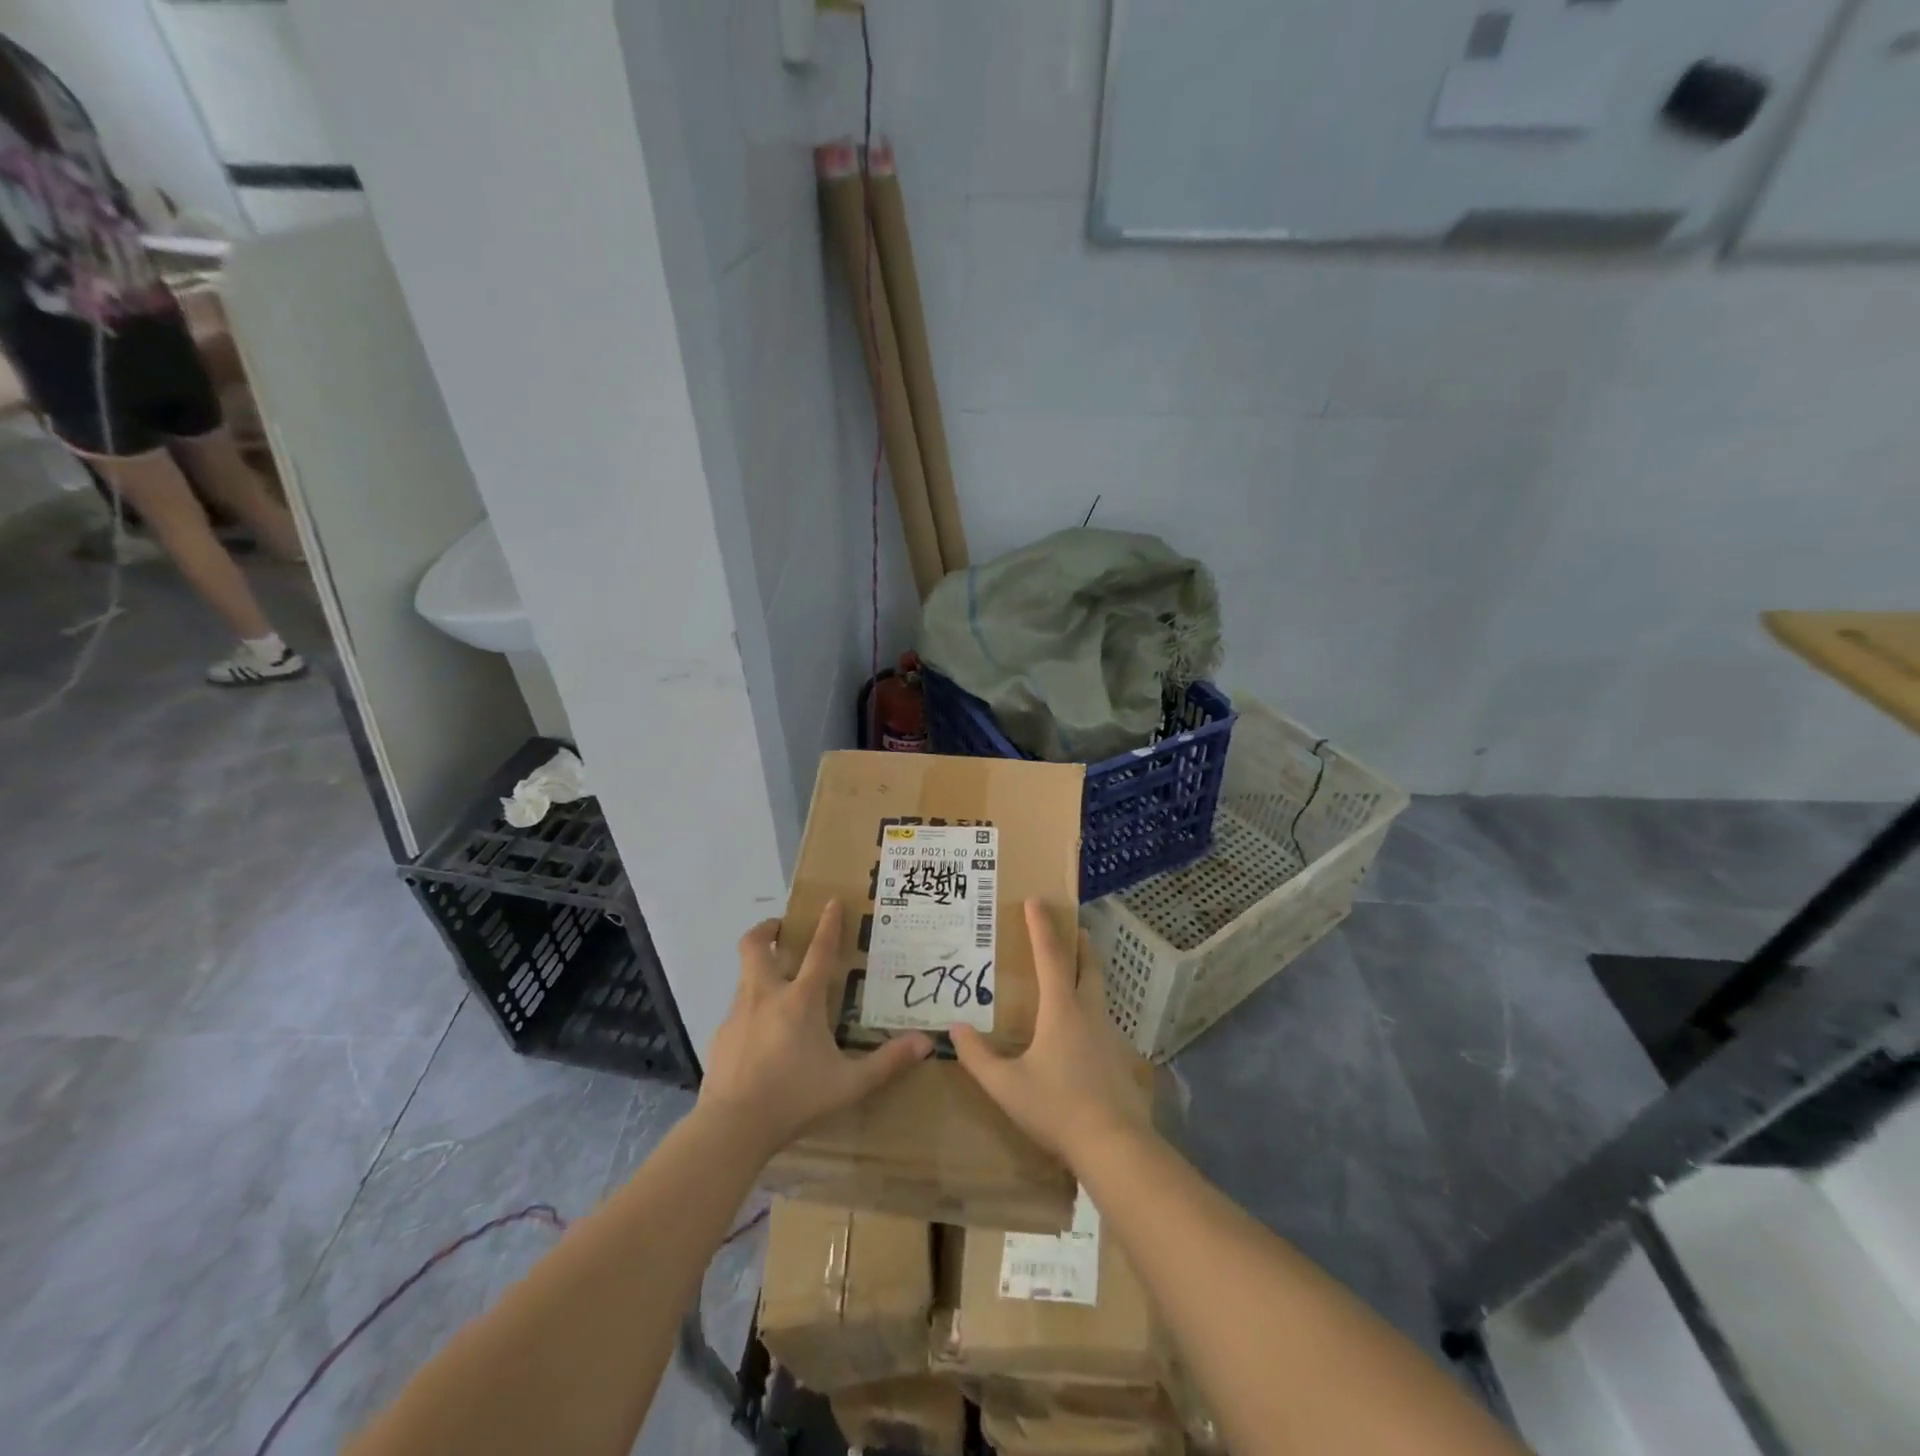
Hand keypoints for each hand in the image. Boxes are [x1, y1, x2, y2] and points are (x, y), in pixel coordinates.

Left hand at [698, 900, 932, 1160]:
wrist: (732, 1127)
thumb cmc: (795, 1098)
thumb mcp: (849, 1084)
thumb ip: (887, 1062)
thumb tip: (926, 1043)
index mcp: (801, 1000)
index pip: (819, 950)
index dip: (827, 923)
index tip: (830, 901)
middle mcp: (766, 995)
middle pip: (755, 946)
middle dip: (767, 929)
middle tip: (782, 930)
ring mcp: (738, 1014)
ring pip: (744, 975)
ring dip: (759, 969)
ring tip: (778, 987)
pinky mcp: (720, 1036)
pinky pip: (737, 1010)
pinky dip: (751, 1010)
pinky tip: (761, 1036)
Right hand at [950, 900, 1145, 1166]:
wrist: (1114, 1144)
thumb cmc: (1057, 1108)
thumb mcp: (1006, 1086)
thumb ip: (977, 1057)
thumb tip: (955, 1028)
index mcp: (1061, 1010)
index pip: (1050, 956)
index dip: (1042, 926)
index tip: (1037, 900)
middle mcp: (1088, 1012)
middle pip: (1086, 964)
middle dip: (1077, 941)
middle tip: (1072, 925)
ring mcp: (1108, 1033)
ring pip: (1098, 988)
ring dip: (1087, 969)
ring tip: (1074, 967)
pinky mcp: (1118, 1055)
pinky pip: (1102, 1014)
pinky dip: (1091, 1001)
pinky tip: (1082, 1022)